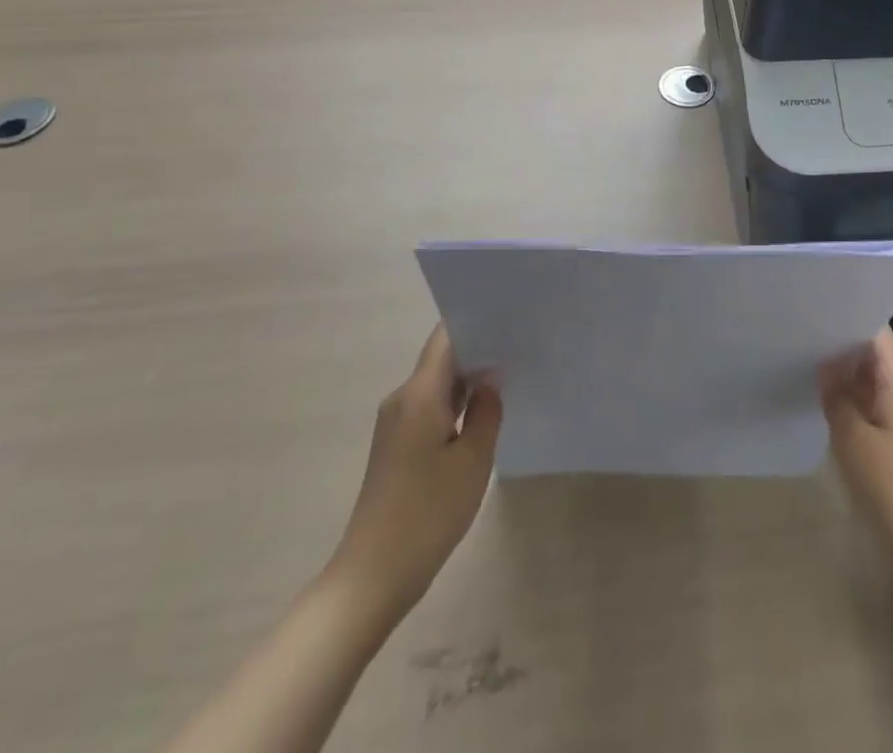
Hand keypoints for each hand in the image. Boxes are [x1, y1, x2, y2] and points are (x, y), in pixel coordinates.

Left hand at [323, 325, 501, 630]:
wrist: (372, 577)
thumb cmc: (427, 513)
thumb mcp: (472, 460)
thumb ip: (486, 410)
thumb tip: (491, 376)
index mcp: (419, 393)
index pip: (446, 336)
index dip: (476, 320)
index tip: (510, 315)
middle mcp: (403, 399)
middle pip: (443, 357)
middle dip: (479, 348)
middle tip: (521, 343)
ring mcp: (396, 423)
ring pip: (438, 384)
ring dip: (469, 379)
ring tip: (511, 373)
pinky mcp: (397, 445)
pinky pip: (431, 407)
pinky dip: (456, 404)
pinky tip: (483, 413)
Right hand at [820, 329, 892, 571]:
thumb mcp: (852, 438)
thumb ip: (836, 395)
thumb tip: (824, 364)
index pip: (875, 330)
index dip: (845, 316)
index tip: (811, 309)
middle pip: (872, 352)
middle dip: (838, 343)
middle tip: (797, 333)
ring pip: (870, 378)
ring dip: (842, 373)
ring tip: (800, 359)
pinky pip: (872, 403)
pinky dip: (849, 398)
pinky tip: (821, 400)